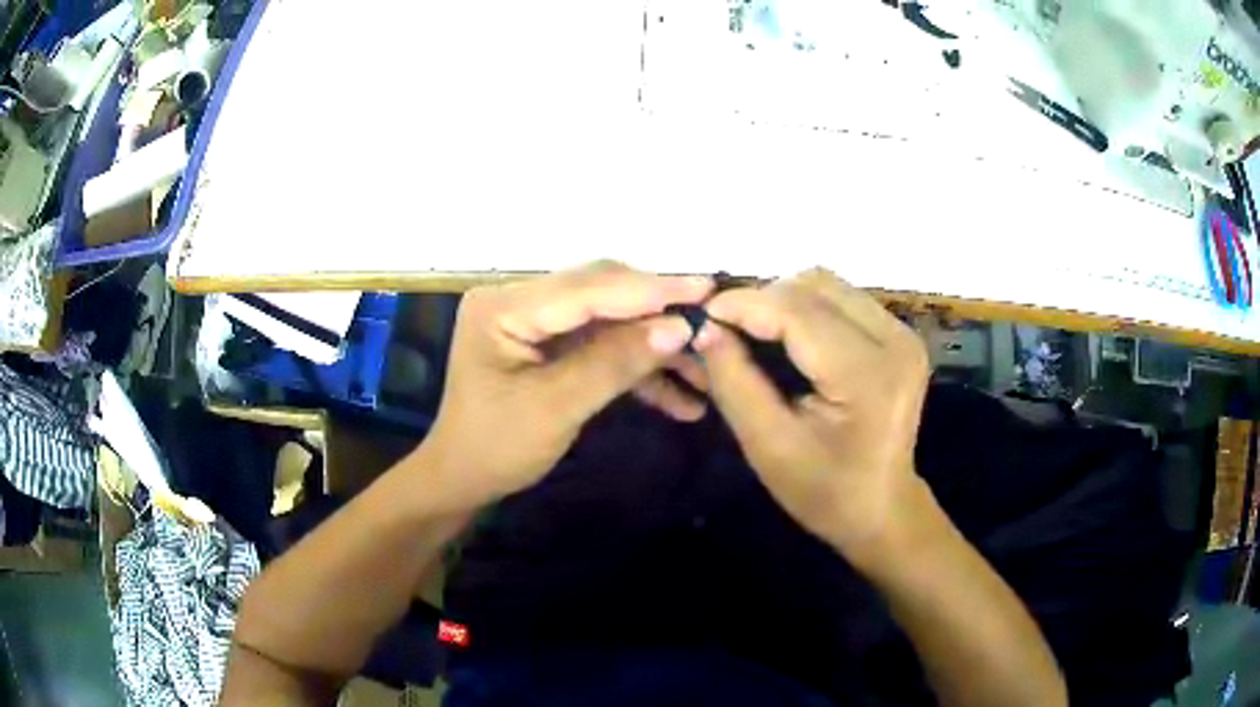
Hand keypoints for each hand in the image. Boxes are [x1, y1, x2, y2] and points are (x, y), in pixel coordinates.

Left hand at [416, 261, 712, 509]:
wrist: (464, 480)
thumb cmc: (496, 448)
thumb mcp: (556, 408)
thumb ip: (615, 363)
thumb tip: (679, 328)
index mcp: (504, 306)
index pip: (586, 289)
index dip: (649, 290)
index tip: (705, 290)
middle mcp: (520, 301)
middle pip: (603, 296)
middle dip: (658, 315)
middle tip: (711, 324)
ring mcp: (536, 322)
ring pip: (610, 323)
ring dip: (654, 348)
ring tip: (705, 372)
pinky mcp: (551, 345)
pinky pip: (601, 347)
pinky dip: (638, 370)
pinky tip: (680, 400)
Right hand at [694, 269, 929, 558]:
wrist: (881, 508)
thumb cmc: (823, 491)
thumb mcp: (767, 445)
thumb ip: (734, 381)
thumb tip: (704, 328)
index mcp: (867, 376)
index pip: (798, 312)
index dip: (744, 304)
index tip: (702, 315)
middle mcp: (895, 341)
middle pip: (815, 286)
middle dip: (763, 299)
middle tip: (727, 329)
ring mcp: (903, 334)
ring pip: (828, 284)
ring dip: (784, 299)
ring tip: (755, 331)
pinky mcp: (900, 334)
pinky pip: (843, 299)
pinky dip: (806, 307)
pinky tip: (788, 336)